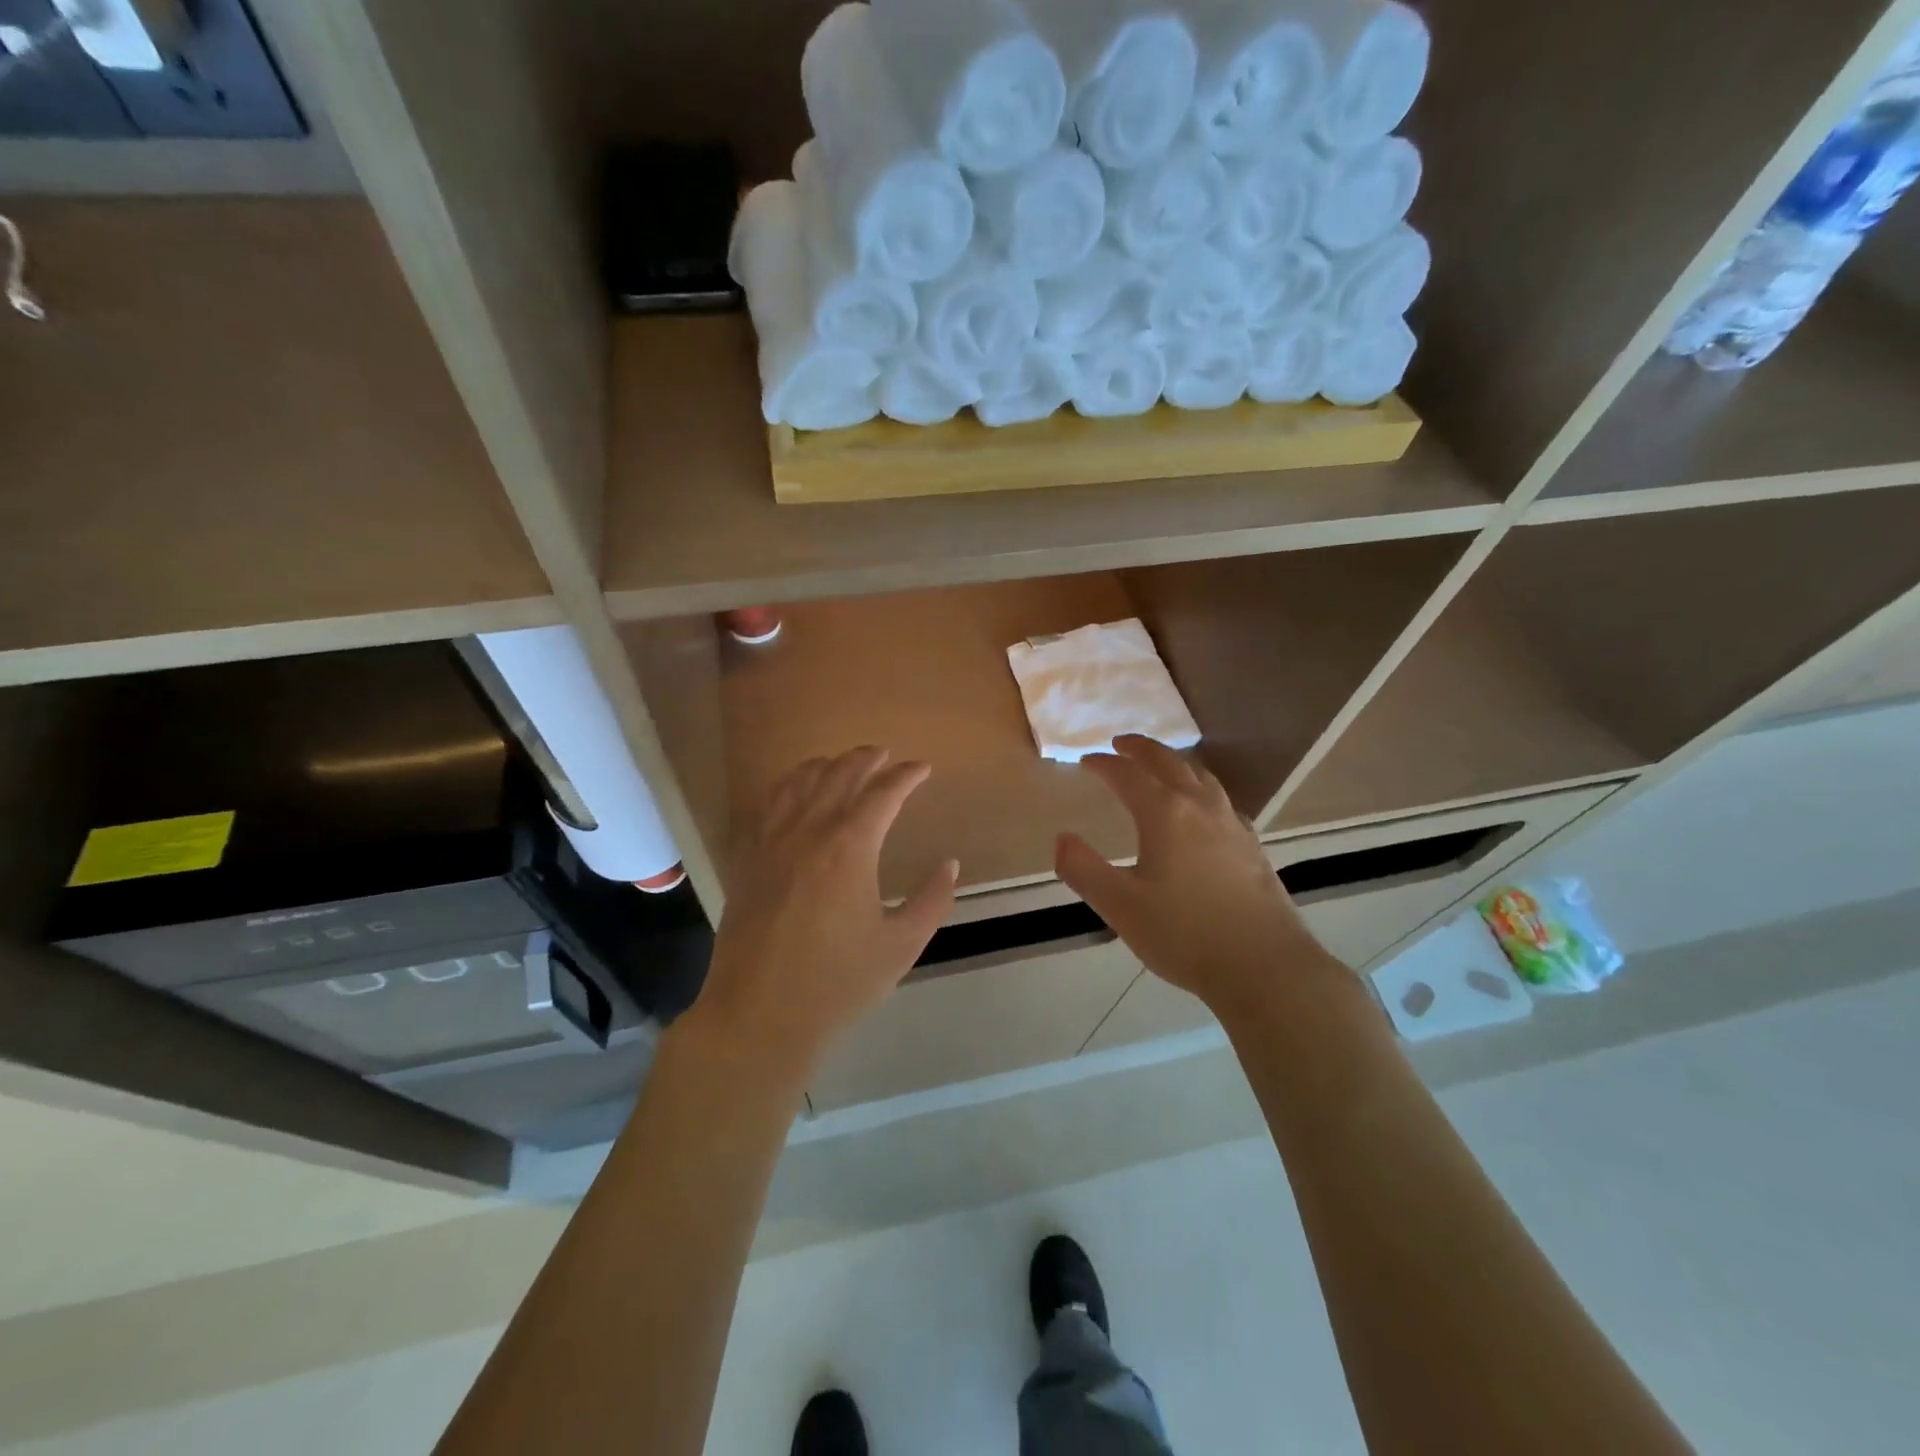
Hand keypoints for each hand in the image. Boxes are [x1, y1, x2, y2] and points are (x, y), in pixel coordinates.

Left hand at [682, 746, 956, 1087]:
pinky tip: (794, 792)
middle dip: (866, 759)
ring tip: (842, 763)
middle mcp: (808, 831)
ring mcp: (771, 842)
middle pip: (839, 776)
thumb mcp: (901, 945)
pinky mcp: (747, 859)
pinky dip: (787, 785)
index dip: (906, 775)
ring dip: (825, 765)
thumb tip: (949, 864)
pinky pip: (767, 805)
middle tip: (885, 755)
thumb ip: (932, 900)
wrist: (759, 1017)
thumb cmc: (837, 984)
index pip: (883, 793)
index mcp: (850, 847)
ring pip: (798, 782)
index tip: (923, 768)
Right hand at [1054, 735, 1342, 1022]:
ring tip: (1161, 765)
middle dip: (1142, 749)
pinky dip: (1200, 789)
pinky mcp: (1252, 846)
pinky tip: (1202, 810)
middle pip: (1169, 763)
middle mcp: (1200, 808)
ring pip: (1201, 777)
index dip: (1105, 765)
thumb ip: (1084, 869)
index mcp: (1166, 814)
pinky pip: (1221, 800)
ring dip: (1175, 763)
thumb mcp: (1120, 906)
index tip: (1086, 761)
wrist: (1264, 966)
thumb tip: (1062, 840)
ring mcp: (1232, 825)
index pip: (1128, 775)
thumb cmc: (1184, 934)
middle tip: (1121, 743)